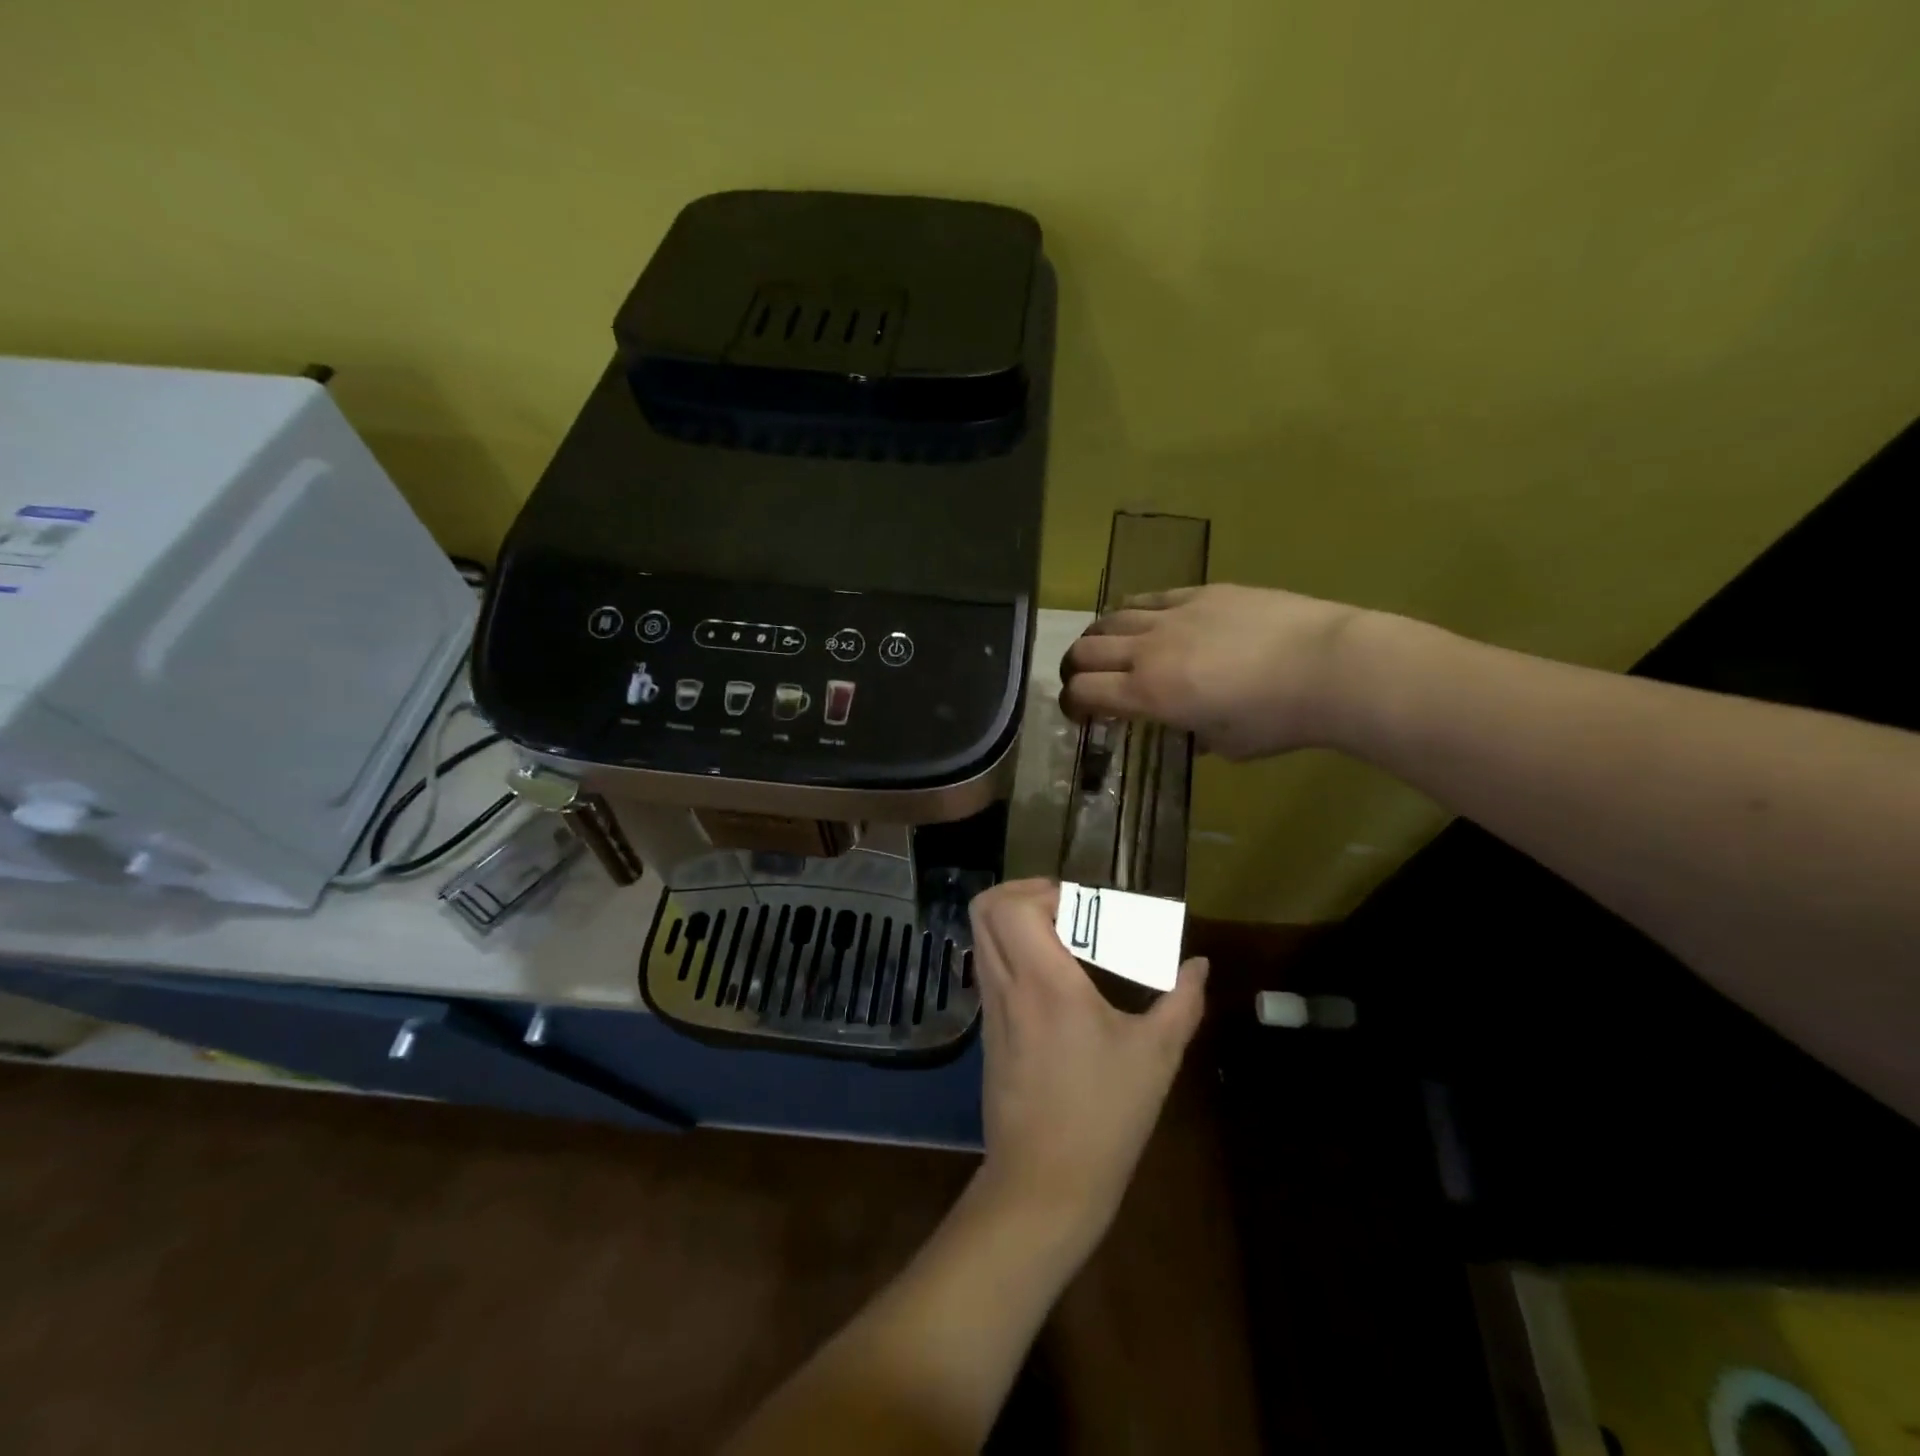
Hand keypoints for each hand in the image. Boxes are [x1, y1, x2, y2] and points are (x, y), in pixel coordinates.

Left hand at [968, 879, 1207, 1258]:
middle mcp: (1007, 985)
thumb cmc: (1104, 1117)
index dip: (1044, 890)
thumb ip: (1181, 1002)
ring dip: (1012, 920)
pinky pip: (987, 967)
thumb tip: (1198, 966)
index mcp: (1045, 983)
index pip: (1015, 907)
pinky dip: (1009, 950)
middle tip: (1065, 908)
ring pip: (980, 937)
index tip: (1082, 906)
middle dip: (1022, 892)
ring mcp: (991, 1008)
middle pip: (986, 909)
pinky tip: (1049, 977)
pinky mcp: (987, 1031)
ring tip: (1059, 936)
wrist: (1044, 1185)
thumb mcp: (1155, 1057)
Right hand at [1060, 583, 1368, 759]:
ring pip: (1112, 618)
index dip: (1071, 704)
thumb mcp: (1226, 744)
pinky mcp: (1201, 592)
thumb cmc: (1277, 719)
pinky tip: (1141, 620)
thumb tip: (1185, 725)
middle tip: (1084, 681)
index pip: (1084, 692)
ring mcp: (1173, 615)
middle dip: (1075, 669)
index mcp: (1149, 694)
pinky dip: (1134, 612)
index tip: (1079, 714)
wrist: (1329, 665)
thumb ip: (1193, 733)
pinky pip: (1150, 597)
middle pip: (1086, 650)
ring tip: (1107, 648)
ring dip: (1099, 637)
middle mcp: (1148, 650)